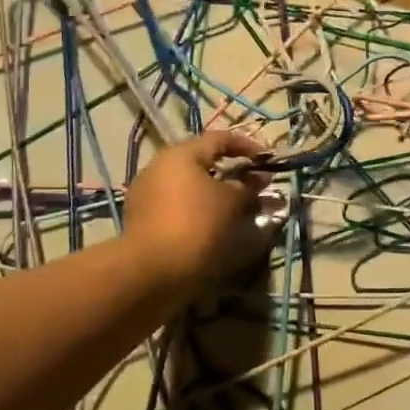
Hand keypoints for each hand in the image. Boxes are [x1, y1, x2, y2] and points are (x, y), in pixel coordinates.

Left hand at [122, 129, 279, 294]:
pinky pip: (178, 206)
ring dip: (215, 194)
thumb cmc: (196, 225)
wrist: (150, 271)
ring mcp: (147, 194)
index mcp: (180, 155)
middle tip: (254, 187)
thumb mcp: (230, 203)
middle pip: (201, 162)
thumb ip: (247, 188)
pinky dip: (198, 210)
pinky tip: (213, 227)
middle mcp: (159, 167)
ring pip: (189, 186)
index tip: (266, 159)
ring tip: (237, 211)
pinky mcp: (143, 220)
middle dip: (231, 173)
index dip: (245, 146)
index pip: (218, 139)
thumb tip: (259, 180)